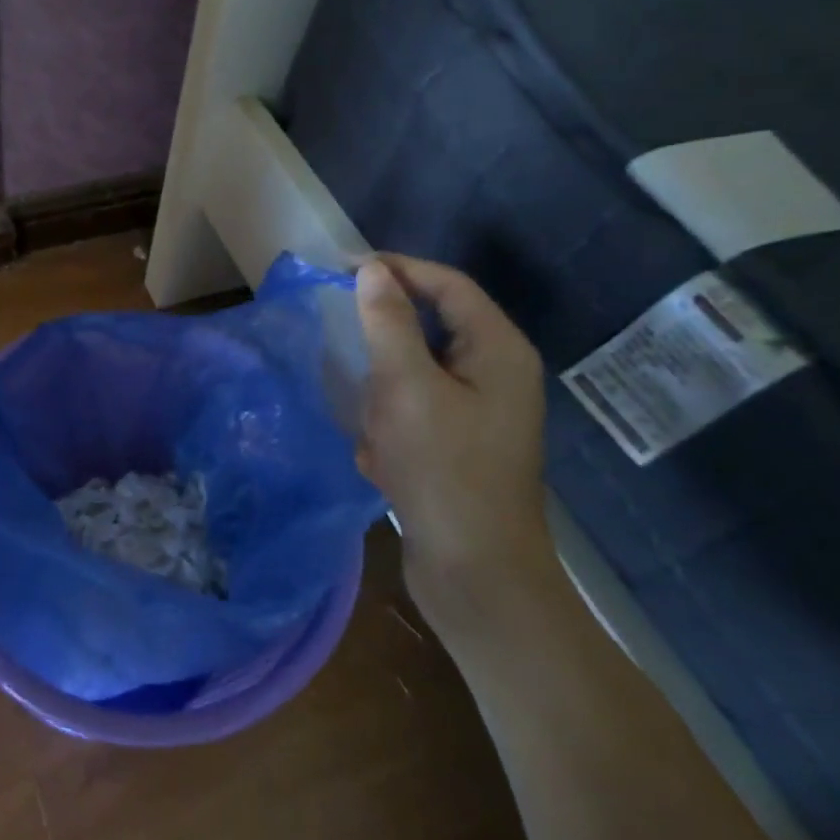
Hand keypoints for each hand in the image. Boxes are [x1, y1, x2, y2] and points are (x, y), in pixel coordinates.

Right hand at [354, 255, 556, 627]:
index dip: (396, 268)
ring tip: (372, 428)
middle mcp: (496, 374)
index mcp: (497, 350)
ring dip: (384, 395)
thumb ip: (388, 323)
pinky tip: (381, 459)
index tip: (341, 267)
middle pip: (431, 329)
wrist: (476, 573)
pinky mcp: (461, 445)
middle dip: (385, 347)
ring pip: (415, 375)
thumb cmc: (443, 469)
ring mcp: (480, 413)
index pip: (447, 284)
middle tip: (346, 353)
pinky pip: (415, 413)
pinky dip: (391, 428)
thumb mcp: (406, 386)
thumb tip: (372, 270)